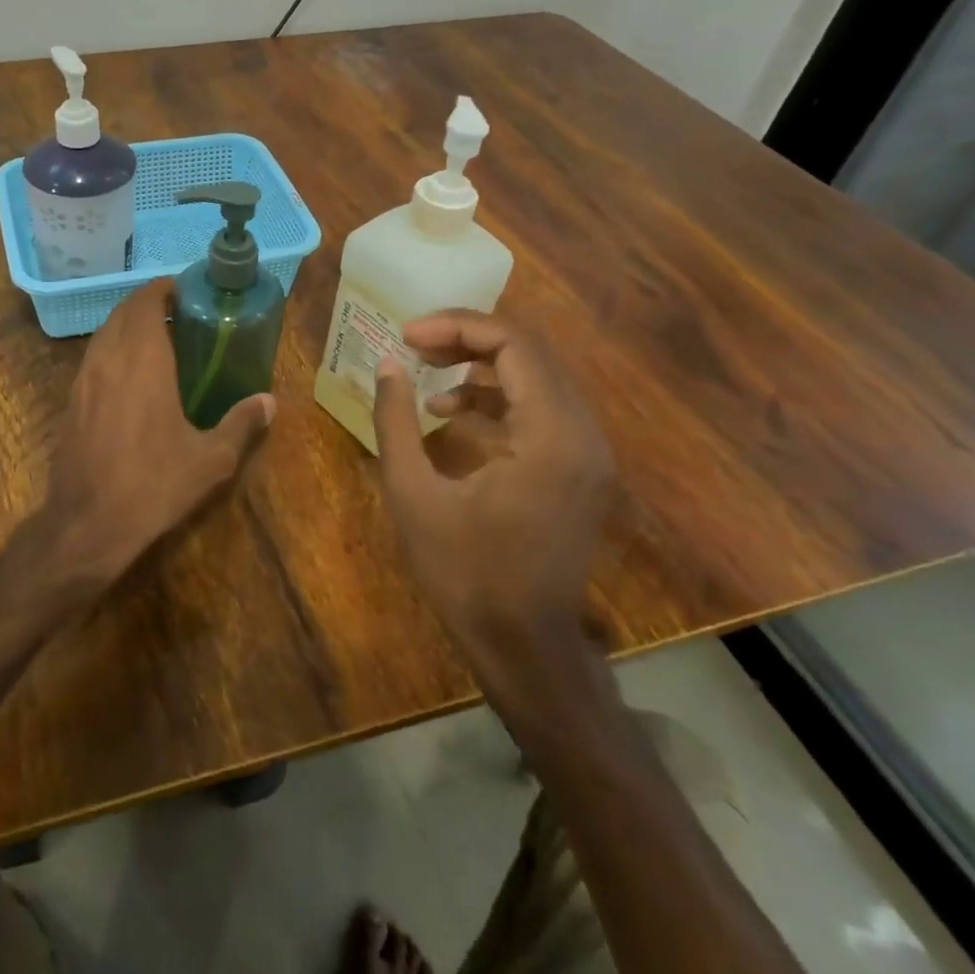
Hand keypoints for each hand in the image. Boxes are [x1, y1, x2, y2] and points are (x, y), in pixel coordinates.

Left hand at [38, 279, 274, 585]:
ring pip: (105, 332)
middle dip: (149, 303)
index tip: (188, 290)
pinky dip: (114, 348)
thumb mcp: (209, 460)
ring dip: (129, 324)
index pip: (146, 302)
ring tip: (160, 338)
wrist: (86, 524)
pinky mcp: (72, 400)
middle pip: (123, 311)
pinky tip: (133, 375)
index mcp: (142, 361)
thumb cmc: (152, 485)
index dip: (164, 289)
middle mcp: (108, 359)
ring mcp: (84, 379)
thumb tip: (269, 401)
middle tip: (181, 313)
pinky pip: (94, 356)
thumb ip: (241, 424)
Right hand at [372, 311, 614, 703]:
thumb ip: (396, 420)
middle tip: (413, 343)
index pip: (514, 346)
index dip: (457, 327)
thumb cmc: (464, 572)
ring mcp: (587, 454)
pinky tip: (450, 412)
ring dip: (481, 366)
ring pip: (538, 377)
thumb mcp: (412, 493)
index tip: (406, 335)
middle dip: (467, 338)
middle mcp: (583, 434)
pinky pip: (541, 409)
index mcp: (551, 436)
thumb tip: (387, 363)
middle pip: (531, 353)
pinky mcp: (579, 470)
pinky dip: (497, 398)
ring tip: (426, 370)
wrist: (523, 646)